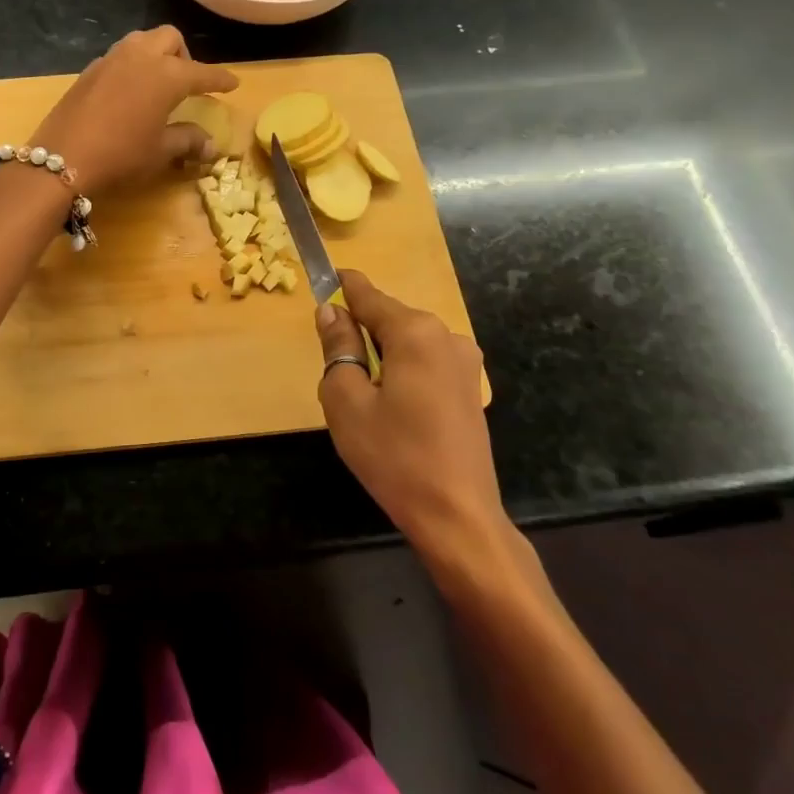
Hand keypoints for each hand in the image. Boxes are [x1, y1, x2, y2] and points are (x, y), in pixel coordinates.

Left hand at [34, 26, 237, 194]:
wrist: (62, 160)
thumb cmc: (121, 155)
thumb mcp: (160, 151)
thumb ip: (188, 141)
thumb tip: (211, 145)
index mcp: (167, 75)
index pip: (203, 72)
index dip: (220, 79)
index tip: (233, 83)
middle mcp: (141, 57)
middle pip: (169, 39)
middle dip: (183, 55)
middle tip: (186, 83)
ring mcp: (111, 60)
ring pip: (141, 40)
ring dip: (155, 54)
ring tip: (156, 82)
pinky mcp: (89, 70)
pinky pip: (119, 56)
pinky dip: (131, 65)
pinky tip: (128, 92)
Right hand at [314, 270, 505, 555]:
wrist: (457, 516)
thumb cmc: (394, 456)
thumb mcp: (346, 400)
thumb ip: (338, 347)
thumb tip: (331, 311)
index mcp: (415, 332)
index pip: (368, 295)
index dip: (342, 286)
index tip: (322, 277)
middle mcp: (446, 336)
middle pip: (389, 318)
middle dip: (360, 331)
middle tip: (335, 367)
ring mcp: (465, 363)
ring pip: (408, 342)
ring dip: (381, 354)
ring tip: (363, 396)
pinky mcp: (471, 389)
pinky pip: (426, 363)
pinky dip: (403, 370)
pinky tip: (393, 408)